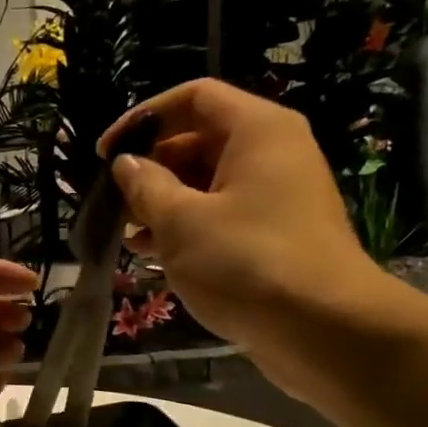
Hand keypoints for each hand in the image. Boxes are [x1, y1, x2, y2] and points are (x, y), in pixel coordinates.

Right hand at [100, 79, 409, 401]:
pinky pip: (223, 216)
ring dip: (164, 203)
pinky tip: (154, 255)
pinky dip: (188, 228)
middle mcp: (272, 153)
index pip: (193, 98)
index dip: (143, 119)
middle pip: (200, 140)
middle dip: (151, 168)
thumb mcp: (182, 222)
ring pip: (208, 184)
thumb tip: (126, 164)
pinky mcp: (274, 236)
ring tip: (127, 233)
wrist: (322, 328)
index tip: (105, 155)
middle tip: (114, 203)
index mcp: (257, 130)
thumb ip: (147, 187)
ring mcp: (277, 196)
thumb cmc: (245, 262)